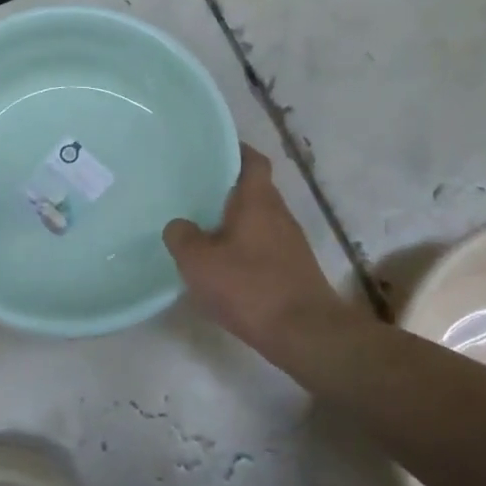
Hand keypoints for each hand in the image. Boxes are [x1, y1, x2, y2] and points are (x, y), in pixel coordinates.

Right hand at [164, 144, 348, 360]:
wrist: (307, 335)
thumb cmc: (250, 287)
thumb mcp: (199, 261)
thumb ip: (182, 236)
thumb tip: (179, 225)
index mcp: (258, 199)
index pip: (252, 160)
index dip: (235, 150)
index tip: (211, 150)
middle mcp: (279, 214)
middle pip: (254, 190)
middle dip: (227, 189)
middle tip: (193, 191)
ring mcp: (291, 243)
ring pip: (258, 220)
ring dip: (234, 221)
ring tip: (202, 228)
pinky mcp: (295, 270)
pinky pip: (264, 246)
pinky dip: (244, 248)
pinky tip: (224, 266)